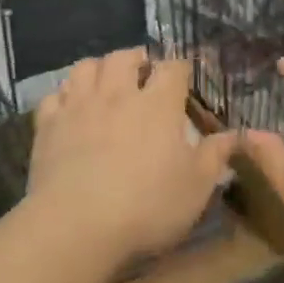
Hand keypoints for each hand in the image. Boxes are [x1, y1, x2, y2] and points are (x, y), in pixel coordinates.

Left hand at [29, 48, 234, 262]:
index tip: (185, 76)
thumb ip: (216, 156)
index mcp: (158, 104)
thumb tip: (235, 135)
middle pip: (125, 56)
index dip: (181, 67)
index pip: (173, 67)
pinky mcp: (47, 125)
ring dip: (99, 69)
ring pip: (86, 67)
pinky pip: (54, 95)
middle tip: (142, 75)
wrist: (76, 226)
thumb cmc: (146, 206)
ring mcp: (78, 106)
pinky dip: (65, 96)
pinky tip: (70, 109)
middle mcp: (118, 94)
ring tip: (106, 84)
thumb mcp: (196, 187)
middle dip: (136, 59)